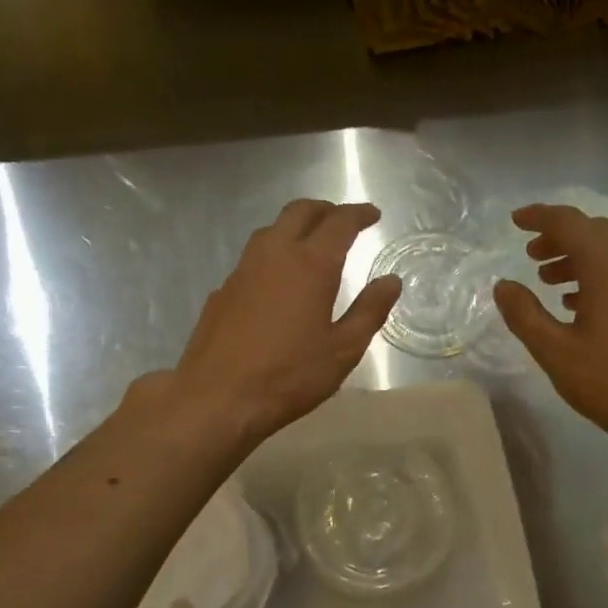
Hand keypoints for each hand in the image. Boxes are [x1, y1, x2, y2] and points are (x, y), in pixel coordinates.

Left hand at [169, 199, 400, 446]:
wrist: (217, 397)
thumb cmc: (289, 376)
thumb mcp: (342, 350)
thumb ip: (369, 311)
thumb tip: (390, 281)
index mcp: (311, 264)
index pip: (340, 223)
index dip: (359, 214)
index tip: (373, 214)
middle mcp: (274, 255)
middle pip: (300, 212)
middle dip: (325, 210)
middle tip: (343, 221)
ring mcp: (242, 271)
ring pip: (271, 231)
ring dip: (295, 227)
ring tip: (311, 245)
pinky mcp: (222, 291)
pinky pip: (253, 259)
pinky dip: (273, 256)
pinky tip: (278, 283)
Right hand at [494, 203, 607, 453]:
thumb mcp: (555, 351)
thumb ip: (524, 314)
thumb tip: (503, 285)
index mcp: (607, 267)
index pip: (570, 223)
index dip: (540, 217)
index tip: (515, 221)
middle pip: (594, 232)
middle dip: (559, 236)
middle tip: (530, 254)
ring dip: (577, 257)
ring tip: (548, 280)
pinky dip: (596, 275)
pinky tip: (578, 305)